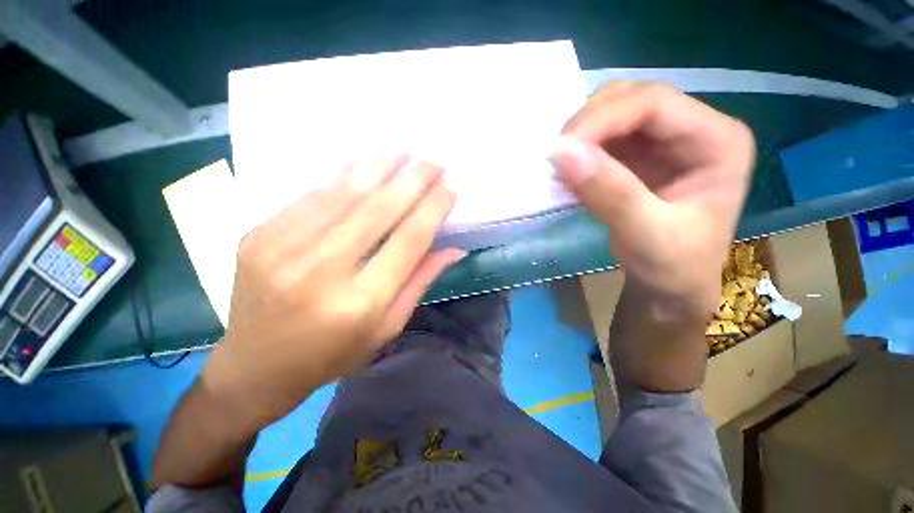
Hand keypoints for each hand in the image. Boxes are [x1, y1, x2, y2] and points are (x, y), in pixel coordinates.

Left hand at [203, 155, 463, 428]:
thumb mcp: (386, 328)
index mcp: (359, 304)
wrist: (255, 368)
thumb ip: (419, 282)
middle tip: (435, 160)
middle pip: (379, 210)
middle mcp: (321, 272)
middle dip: (413, 180)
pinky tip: (364, 163)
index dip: (434, 208)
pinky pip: (311, 195)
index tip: (452, 184)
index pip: (409, 240)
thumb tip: (453, 249)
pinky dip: (342, 175)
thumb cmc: (331, 355)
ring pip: (344, 193)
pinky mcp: (258, 235)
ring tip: (404, 150)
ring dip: (379, 167)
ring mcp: (281, 249)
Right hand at [553, 82, 754, 318]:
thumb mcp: (647, 236)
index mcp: (717, 141)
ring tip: (561, 168)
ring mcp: (663, 141)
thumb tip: (562, 152)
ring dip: (580, 138)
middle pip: (630, 99)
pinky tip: (568, 174)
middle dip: (587, 125)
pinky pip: (601, 140)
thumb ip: (610, 193)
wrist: (671, 287)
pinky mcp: (637, 157)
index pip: (654, 103)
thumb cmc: (674, 267)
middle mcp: (692, 129)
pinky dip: (579, 153)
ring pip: (611, 114)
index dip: (602, 119)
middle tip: (557, 158)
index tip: (560, 149)